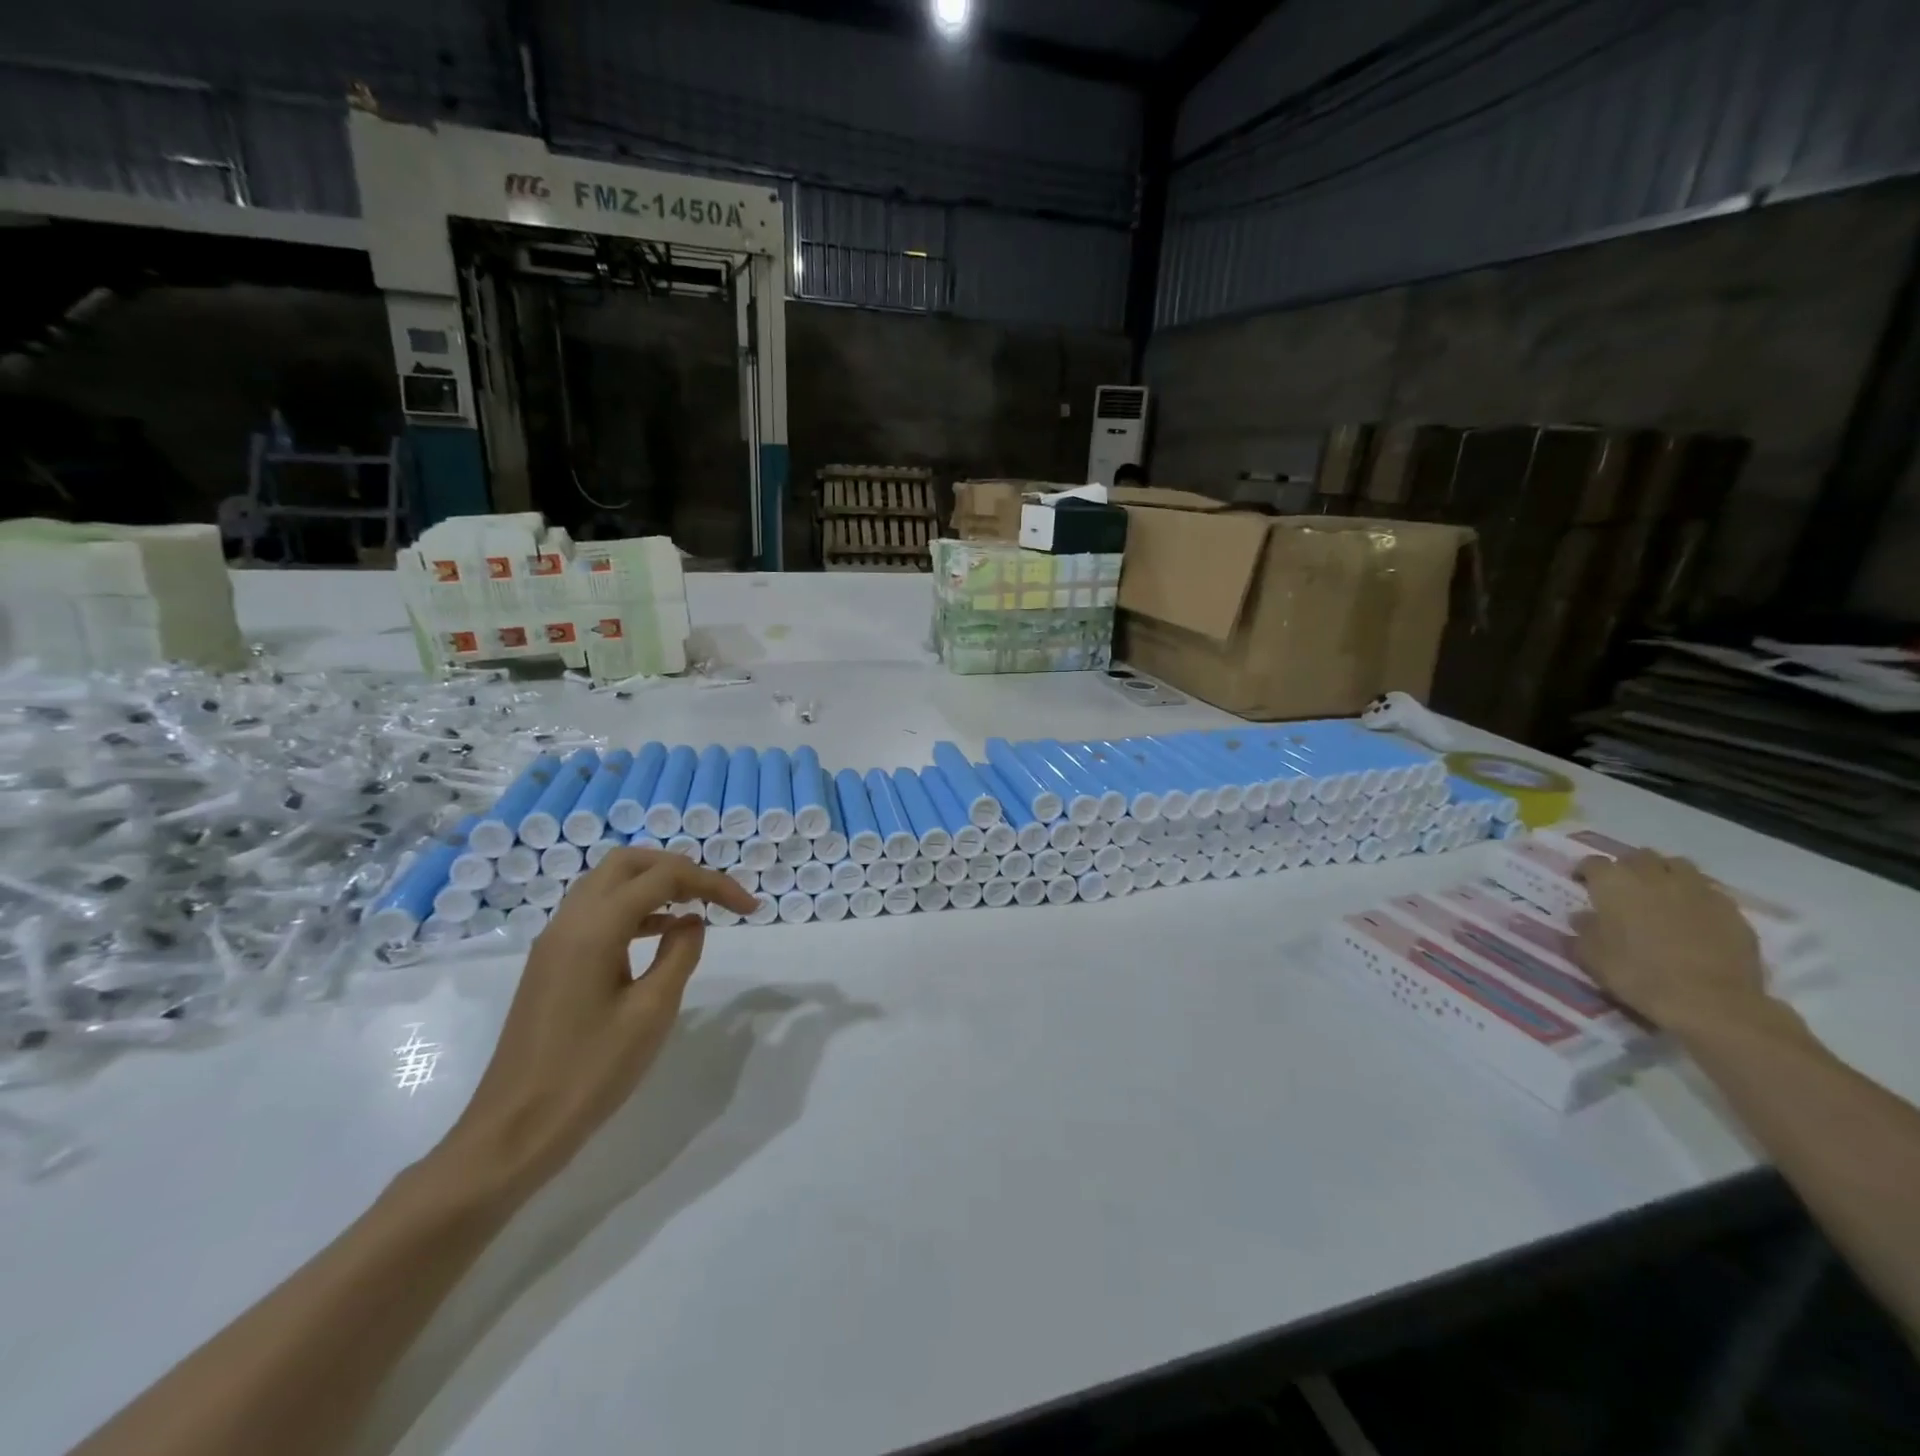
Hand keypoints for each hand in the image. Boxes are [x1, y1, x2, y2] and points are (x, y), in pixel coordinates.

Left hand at [434, 848, 758, 1194]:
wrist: (514, 1130)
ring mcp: (555, 941)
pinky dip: (634, 908)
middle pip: (629, 863)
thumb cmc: (589, 1073)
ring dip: (655, 885)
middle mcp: (570, 921)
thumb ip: (679, 955)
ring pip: (609, 883)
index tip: (750, 907)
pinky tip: (661, 934)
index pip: (663, 878)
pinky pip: (597, 912)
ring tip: (696, 908)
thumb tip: (692, 921)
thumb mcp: (651, 1013)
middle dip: (678, 869)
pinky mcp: (552, 962)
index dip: (712, 883)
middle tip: (716, 895)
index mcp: (594, 928)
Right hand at [1571, 849, 1766, 1030]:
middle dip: (1627, 867)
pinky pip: (1708, 891)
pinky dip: (1695, 896)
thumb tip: (1583, 917)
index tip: (1582, 884)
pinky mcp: (1731, 910)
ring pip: (1677, 866)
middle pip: (1638, 857)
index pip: (1593, 863)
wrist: (1711, 1001)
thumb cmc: (1638, 974)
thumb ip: (1583, 930)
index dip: (1585, 872)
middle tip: (1622, 888)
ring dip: (1664, 874)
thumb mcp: (1591, 956)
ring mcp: (1697, 890)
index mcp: (1615, 883)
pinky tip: (1692, 916)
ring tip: (1660, 894)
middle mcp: (1654, 877)